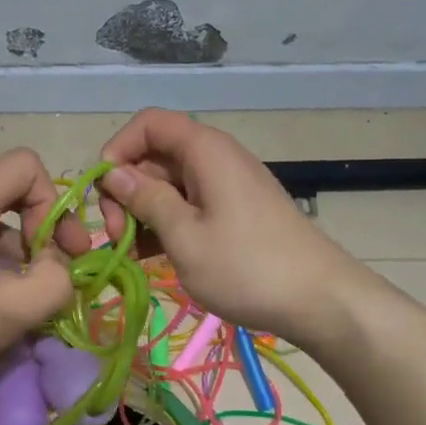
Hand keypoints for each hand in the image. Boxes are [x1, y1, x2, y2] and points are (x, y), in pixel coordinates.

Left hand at [0, 148, 89, 406]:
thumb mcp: (11, 312)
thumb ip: (55, 280)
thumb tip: (56, 264)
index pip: (26, 165)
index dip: (54, 203)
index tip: (56, 251)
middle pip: (5, 193)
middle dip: (35, 234)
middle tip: (46, 279)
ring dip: (8, 252)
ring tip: (10, 303)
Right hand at [97, 109, 355, 348]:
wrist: (320, 301)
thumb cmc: (247, 267)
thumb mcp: (184, 236)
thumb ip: (145, 199)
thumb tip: (112, 172)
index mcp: (205, 150)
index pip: (149, 123)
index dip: (119, 148)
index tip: (105, 190)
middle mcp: (214, 158)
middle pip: (154, 156)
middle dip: (127, 190)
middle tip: (117, 236)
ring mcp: (225, 186)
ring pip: (168, 184)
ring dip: (142, 212)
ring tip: (131, 253)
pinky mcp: (232, 212)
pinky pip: (188, 205)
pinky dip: (165, 224)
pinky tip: (151, 257)